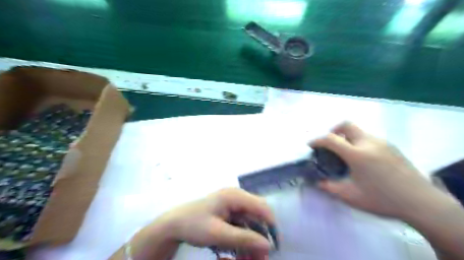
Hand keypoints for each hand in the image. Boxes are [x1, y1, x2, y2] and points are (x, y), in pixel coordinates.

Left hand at [140, 188, 271, 258]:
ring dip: (252, 240)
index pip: (262, 207)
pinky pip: (242, 224)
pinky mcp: (229, 212)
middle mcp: (236, 197)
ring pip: (251, 222)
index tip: (274, 246)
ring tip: (250, 258)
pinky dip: (244, 238)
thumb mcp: (217, 234)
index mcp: (234, 196)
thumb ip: (243, 238)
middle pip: (257, 215)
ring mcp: (232, 204)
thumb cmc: (194, 225)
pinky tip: (241, 252)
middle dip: (261, 236)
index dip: (271, 225)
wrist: (174, 224)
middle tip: (261, 257)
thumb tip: (268, 245)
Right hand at [309, 122, 443, 218]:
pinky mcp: (391, 146)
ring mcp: (382, 142)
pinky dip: (358, 142)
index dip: (317, 140)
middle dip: (333, 130)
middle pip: (346, 125)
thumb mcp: (351, 196)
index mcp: (357, 154)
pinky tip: (363, 159)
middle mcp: (368, 142)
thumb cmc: (382, 199)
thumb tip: (317, 182)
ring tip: (346, 154)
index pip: (331, 139)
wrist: (421, 202)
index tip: (310, 145)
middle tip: (330, 144)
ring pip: (358, 131)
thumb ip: (329, 187)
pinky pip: (369, 137)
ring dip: (347, 137)